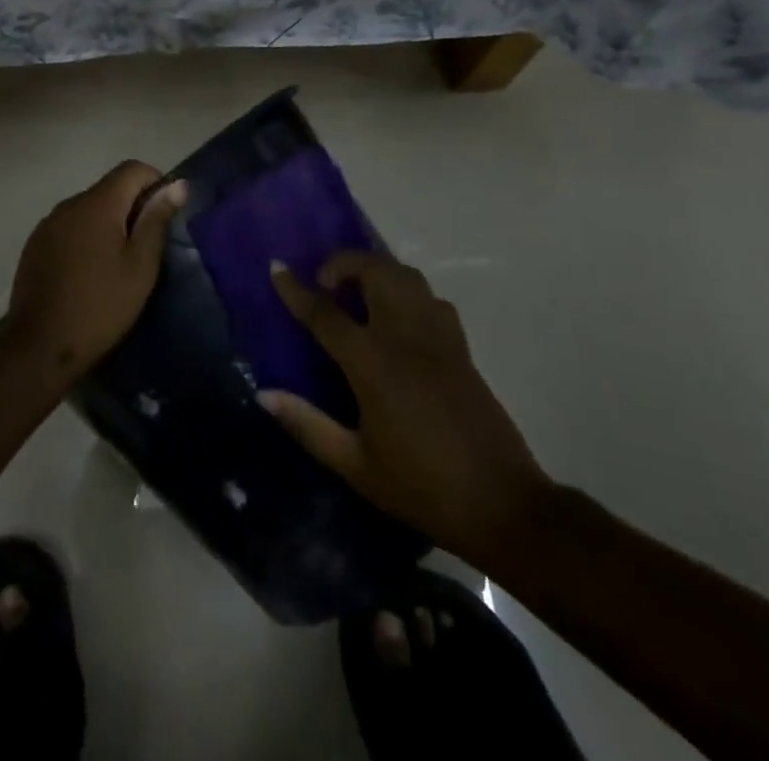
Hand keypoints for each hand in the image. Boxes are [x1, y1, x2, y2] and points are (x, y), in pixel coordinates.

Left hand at [1, 162, 186, 385]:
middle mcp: (69, 204)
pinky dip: (86, 236)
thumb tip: (176, 185)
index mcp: (97, 204)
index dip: (155, 182)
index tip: (166, 215)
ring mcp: (47, 224)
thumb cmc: (100, 306)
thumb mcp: (140, 267)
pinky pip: (69, 226)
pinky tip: (90, 271)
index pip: (132, 168)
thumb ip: (156, 221)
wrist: (40, 346)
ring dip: (109, 222)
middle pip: (109, 187)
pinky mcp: (35, 244)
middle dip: (133, 206)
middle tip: (147, 246)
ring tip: (119, 262)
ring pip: (89, 208)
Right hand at [261, 252, 551, 567]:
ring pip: (406, 275)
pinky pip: (429, 297)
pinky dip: (406, 291)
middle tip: (325, 284)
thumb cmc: (422, 487)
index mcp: (373, 364)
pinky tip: (396, 318)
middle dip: (343, 262)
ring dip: (375, 270)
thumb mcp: (356, 466)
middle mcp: (406, 337)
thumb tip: (264, 394)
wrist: (504, 506)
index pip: (325, 312)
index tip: (276, 268)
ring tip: (357, 293)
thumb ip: (308, 425)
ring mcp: (439, 337)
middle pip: (374, 270)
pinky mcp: (461, 347)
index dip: (296, 289)